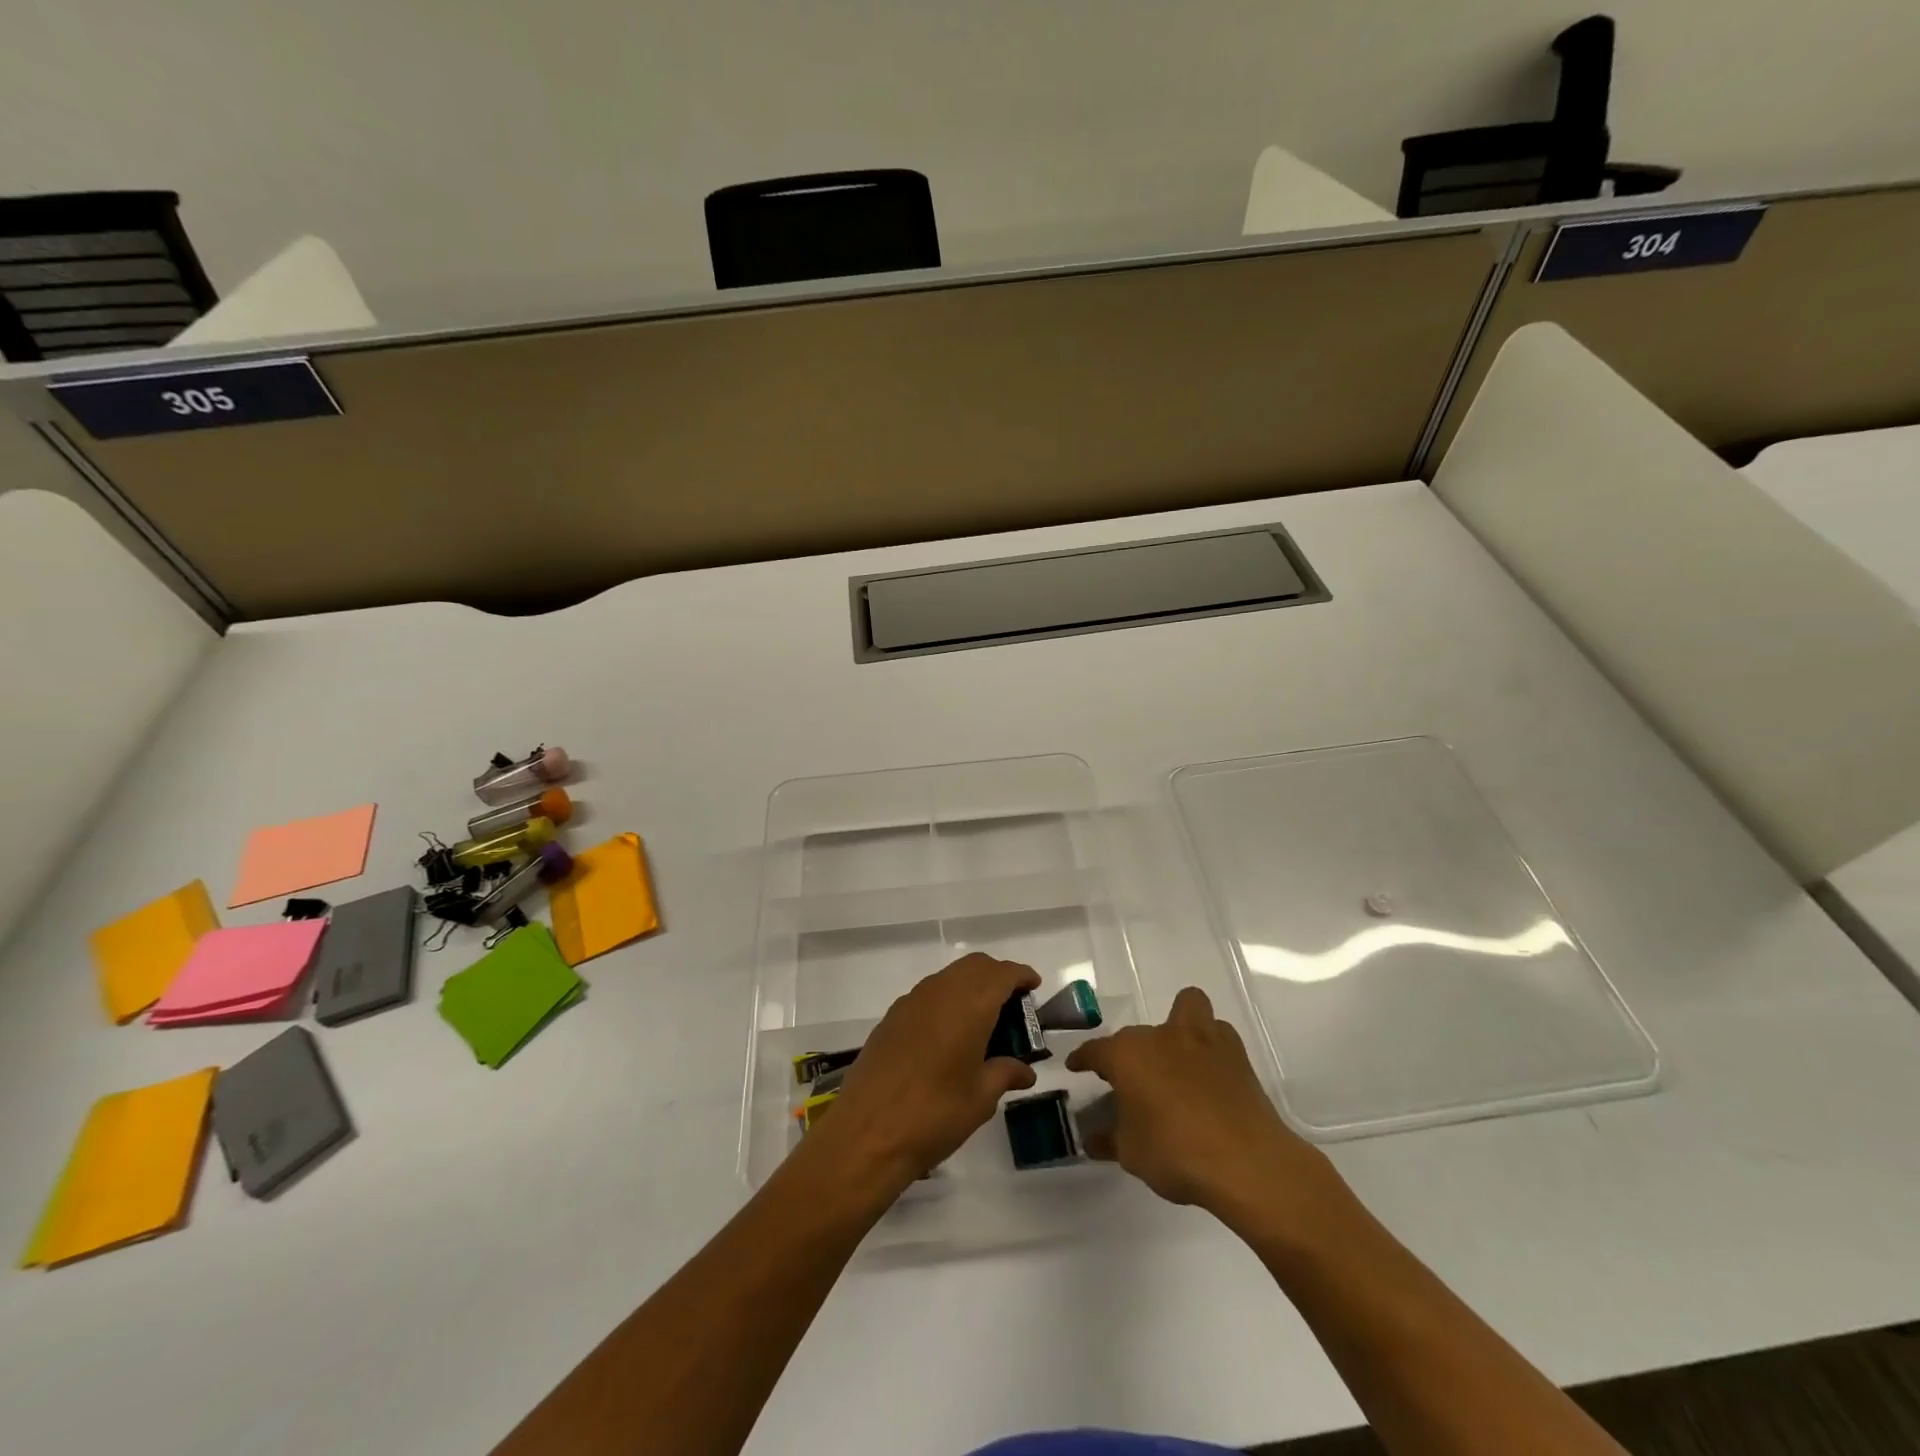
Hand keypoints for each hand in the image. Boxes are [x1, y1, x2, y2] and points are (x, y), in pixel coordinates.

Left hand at [806, 953, 1041, 1196]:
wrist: (866, 1134)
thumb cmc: (934, 1115)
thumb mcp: (980, 1099)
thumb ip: (1004, 1074)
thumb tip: (1024, 1071)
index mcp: (969, 1005)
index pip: (1001, 973)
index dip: (1021, 975)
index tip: (1034, 986)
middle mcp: (940, 992)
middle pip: (974, 966)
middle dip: (996, 976)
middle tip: (1012, 1005)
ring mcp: (911, 1002)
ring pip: (949, 977)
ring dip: (970, 986)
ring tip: (983, 1020)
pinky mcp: (891, 1018)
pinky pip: (928, 994)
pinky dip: (947, 1000)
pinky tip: (949, 1034)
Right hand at [1066, 987, 1350, 1237]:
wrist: (1246, 1162)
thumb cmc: (1176, 1153)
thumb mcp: (1131, 1154)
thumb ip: (1110, 1139)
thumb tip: (1094, 1138)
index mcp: (1127, 1054)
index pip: (1095, 1050)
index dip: (1083, 1060)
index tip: (1077, 1067)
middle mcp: (1160, 1036)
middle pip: (1136, 1036)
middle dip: (1131, 1055)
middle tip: (1133, 1085)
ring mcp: (1201, 1039)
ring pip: (1186, 1007)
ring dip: (1179, 1026)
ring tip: (1177, 1058)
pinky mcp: (1235, 1053)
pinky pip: (1216, 1034)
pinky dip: (1209, 1046)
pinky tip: (1208, 1074)